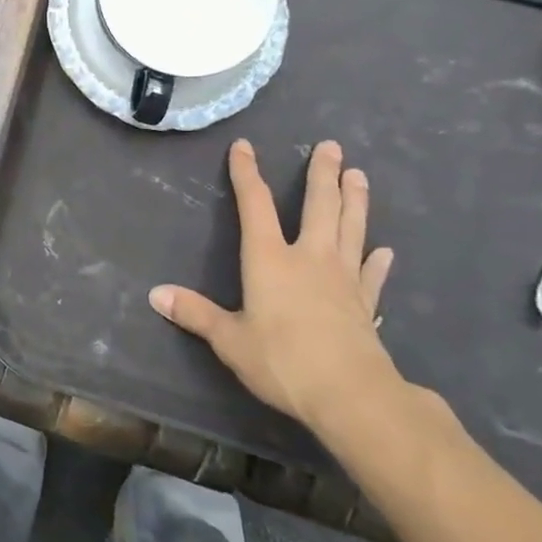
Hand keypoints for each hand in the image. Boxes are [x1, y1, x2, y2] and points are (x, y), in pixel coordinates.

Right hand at [150, 140, 398, 427]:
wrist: (351, 395)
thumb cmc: (283, 361)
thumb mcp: (229, 340)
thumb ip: (195, 314)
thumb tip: (155, 295)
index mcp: (269, 259)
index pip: (254, 205)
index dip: (246, 173)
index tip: (244, 146)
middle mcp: (309, 258)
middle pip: (318, 206)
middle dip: (322, 174)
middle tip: (331, 146)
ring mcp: (343, 278)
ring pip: (351, 228)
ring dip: (355, 200)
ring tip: (358, 175)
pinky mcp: (365, 303)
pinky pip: (371, 275)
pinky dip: (377, 261)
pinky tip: (385, 251)